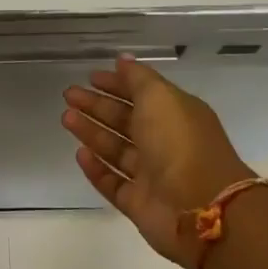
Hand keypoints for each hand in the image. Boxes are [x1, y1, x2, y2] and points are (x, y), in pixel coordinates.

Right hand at [63, 56, 253, 268]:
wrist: (201, 208)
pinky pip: (113, 182)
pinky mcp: (139, 203)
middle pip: (126, 120)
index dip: (117, 84)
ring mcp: (152, 175)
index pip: (142, 94)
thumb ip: (138, 78)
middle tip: (69, 95)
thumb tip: (122, 60)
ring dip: (92, 132)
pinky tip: (79, 154)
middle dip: (97, 106)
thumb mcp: (160, 97)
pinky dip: (96, 168)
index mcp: (176, 115)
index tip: (91, 77)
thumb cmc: (180, 143)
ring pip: (116, 150)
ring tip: (66, 118)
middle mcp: (165, 143)